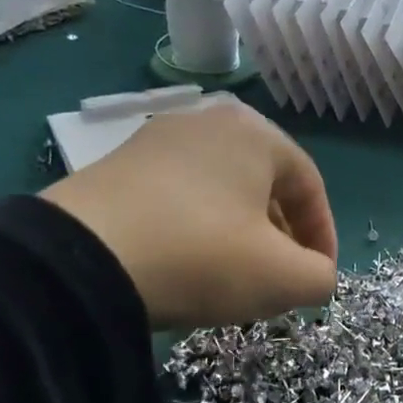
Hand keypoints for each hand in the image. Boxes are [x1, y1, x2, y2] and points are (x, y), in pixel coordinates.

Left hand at [42, 99, 336, 331]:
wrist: (79, 261)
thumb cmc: (201, 256)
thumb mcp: (282, 278)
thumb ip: (320, 278)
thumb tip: (314, 276)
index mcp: (255, 132)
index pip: (310, 187)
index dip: (323, 238)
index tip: (317, 279)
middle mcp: (208, 121)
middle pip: (266, 187)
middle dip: (282, 238)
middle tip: (279, 281)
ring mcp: (157, 140)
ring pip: (223, 193)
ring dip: (242, 236)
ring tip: (235, 278)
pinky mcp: (118, 165)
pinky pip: (181, 198)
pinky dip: (199, 230)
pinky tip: (188, 265)